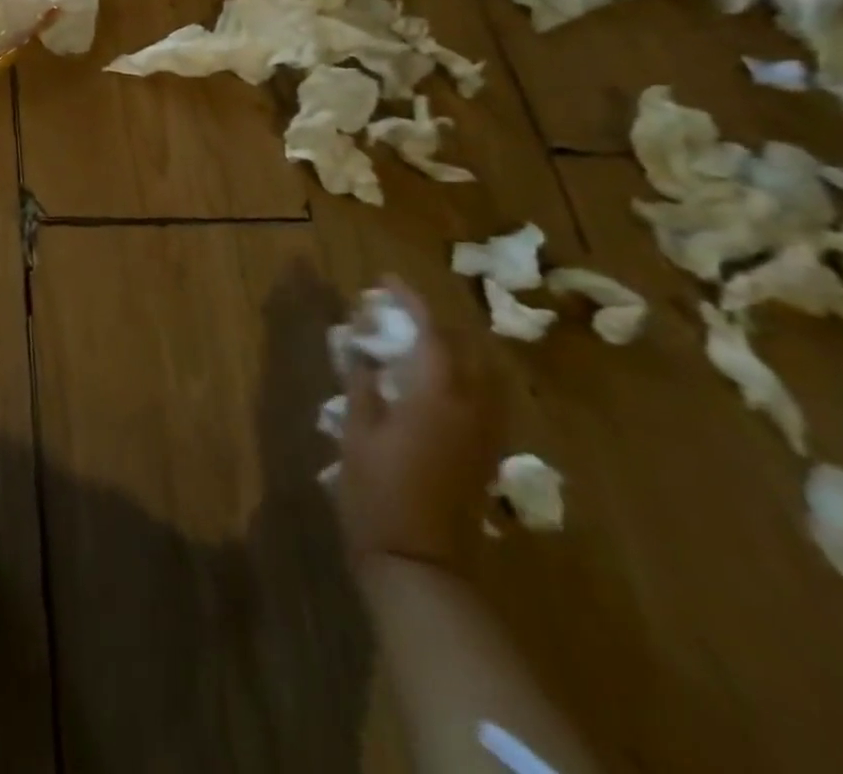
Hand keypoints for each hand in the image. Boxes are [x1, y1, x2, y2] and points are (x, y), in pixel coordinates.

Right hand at [337, 282, 500, 578]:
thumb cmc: (377, 492)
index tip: (385, 280)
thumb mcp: (356, 432)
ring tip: (418, 341)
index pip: (432, 333)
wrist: (417, 561)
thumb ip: (362, 385)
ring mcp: (485, 434)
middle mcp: (472, 409)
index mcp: (438, 398)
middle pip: (468, 349)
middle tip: (401, 312)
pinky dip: (463, 375)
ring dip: (454, 348)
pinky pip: (484, 398)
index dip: (410, 300)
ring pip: (484, 374)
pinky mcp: (485, 455)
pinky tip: (433, 382)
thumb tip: (360, 352)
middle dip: (437, 321)